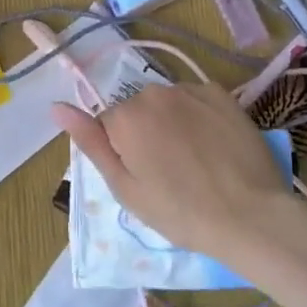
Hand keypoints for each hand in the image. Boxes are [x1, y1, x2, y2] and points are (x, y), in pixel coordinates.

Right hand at [53, 83, 306, 268]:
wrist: (250, 216)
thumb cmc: (179, 212)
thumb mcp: (125, 188)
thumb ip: (90, 143)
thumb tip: (56, 107)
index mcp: (125, 116)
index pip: (108, 125)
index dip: (123, 153)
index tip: (144, 178)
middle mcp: (154, 92)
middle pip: (137, 111)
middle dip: (145, 134)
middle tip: (169, 174)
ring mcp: (191, 90)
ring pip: (167, 104)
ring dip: (172, 124)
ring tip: (195, 162)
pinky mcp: (222, 94)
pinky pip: (196, 100)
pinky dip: (199, 118)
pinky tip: (214, 147)